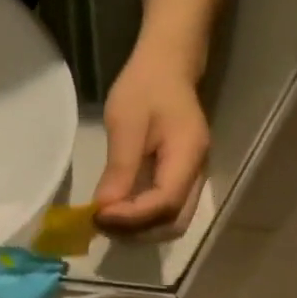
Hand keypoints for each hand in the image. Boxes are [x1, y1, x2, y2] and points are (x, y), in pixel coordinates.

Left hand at [94, 47, 209, 236]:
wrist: (168, 65)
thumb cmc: (146, 86)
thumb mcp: (126, 122)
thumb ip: (119, 169)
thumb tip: (104, 209)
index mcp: (188, 155)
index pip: (165, 203)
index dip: (132, 217)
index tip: (99, 216)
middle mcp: (197, 174)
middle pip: (173, 223)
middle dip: (137, 232)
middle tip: (101, 224)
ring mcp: (192, 180)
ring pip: (172, 223)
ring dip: (139, 231)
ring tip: (108, 222)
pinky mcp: (182, 181)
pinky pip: (167, 213)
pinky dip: (143, 221)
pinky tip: (119, 213)